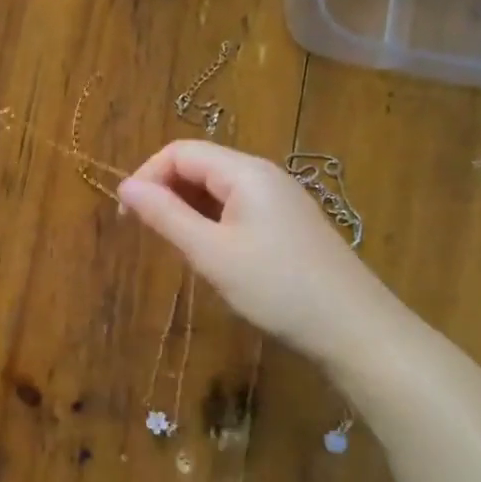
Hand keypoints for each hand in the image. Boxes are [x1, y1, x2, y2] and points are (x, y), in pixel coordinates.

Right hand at [118, 140, 414, 368]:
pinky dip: (212, 221)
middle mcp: (263, 175)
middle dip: (165, 191)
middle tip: (146, 233)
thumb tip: (125, 186)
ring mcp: (279, 199)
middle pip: (200, 165)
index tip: (126, 215)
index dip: (147, 175)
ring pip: (217, 188)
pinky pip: (237, 207)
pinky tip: (211, 254)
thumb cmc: (276, 288)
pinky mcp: (288, 223)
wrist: (355, 329)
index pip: (180, 151)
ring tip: (176, 247)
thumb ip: (165, 216)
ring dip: (188, 208)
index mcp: (245, 171)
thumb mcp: (211, 253)